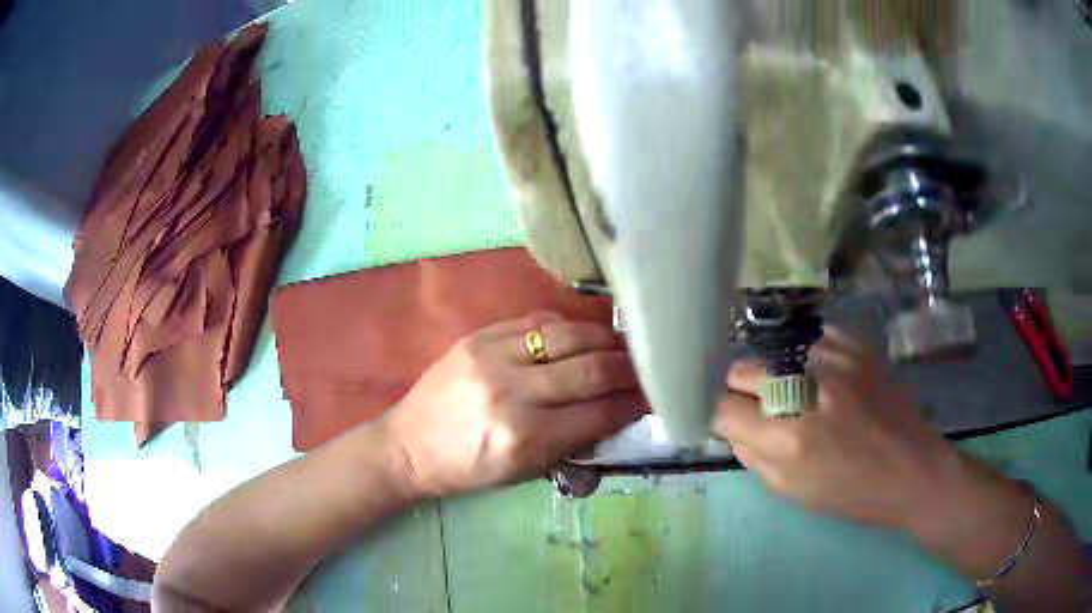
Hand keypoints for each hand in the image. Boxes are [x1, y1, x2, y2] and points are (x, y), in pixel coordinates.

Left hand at [384, 312, 645, 496]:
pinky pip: (537, 320)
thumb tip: (617, 410)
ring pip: (568, 336)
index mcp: (525, 437)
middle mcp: (513, 392)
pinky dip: (568, 326)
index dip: (632, 403)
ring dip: (605, 340)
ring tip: (624, 345)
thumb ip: (574, 440)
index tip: (654, 396)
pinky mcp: (480, 336)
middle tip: (648, 367)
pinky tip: (584, 333)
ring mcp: (494, 357)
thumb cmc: (468, 468)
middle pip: (589, 370)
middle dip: (627, 368)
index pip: (597, 413)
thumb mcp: (525, 471)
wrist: (410, 445)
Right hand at [714, 327, 966, 530]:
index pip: (725, 409)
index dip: (724, 417)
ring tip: (798, 395)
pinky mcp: (854, 345)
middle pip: (742, 370)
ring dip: (775, 374)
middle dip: (742, 391)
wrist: (913, 469)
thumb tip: (733, 426)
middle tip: (764, 410)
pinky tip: (821, 378)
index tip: (733, 423)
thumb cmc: (852, 494)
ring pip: (773, 352)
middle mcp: (806, 389)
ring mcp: (833, 359)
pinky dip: (805, 358)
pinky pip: (808, 340)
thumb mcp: (793, 493)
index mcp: (788, 439)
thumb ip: (753, 457)